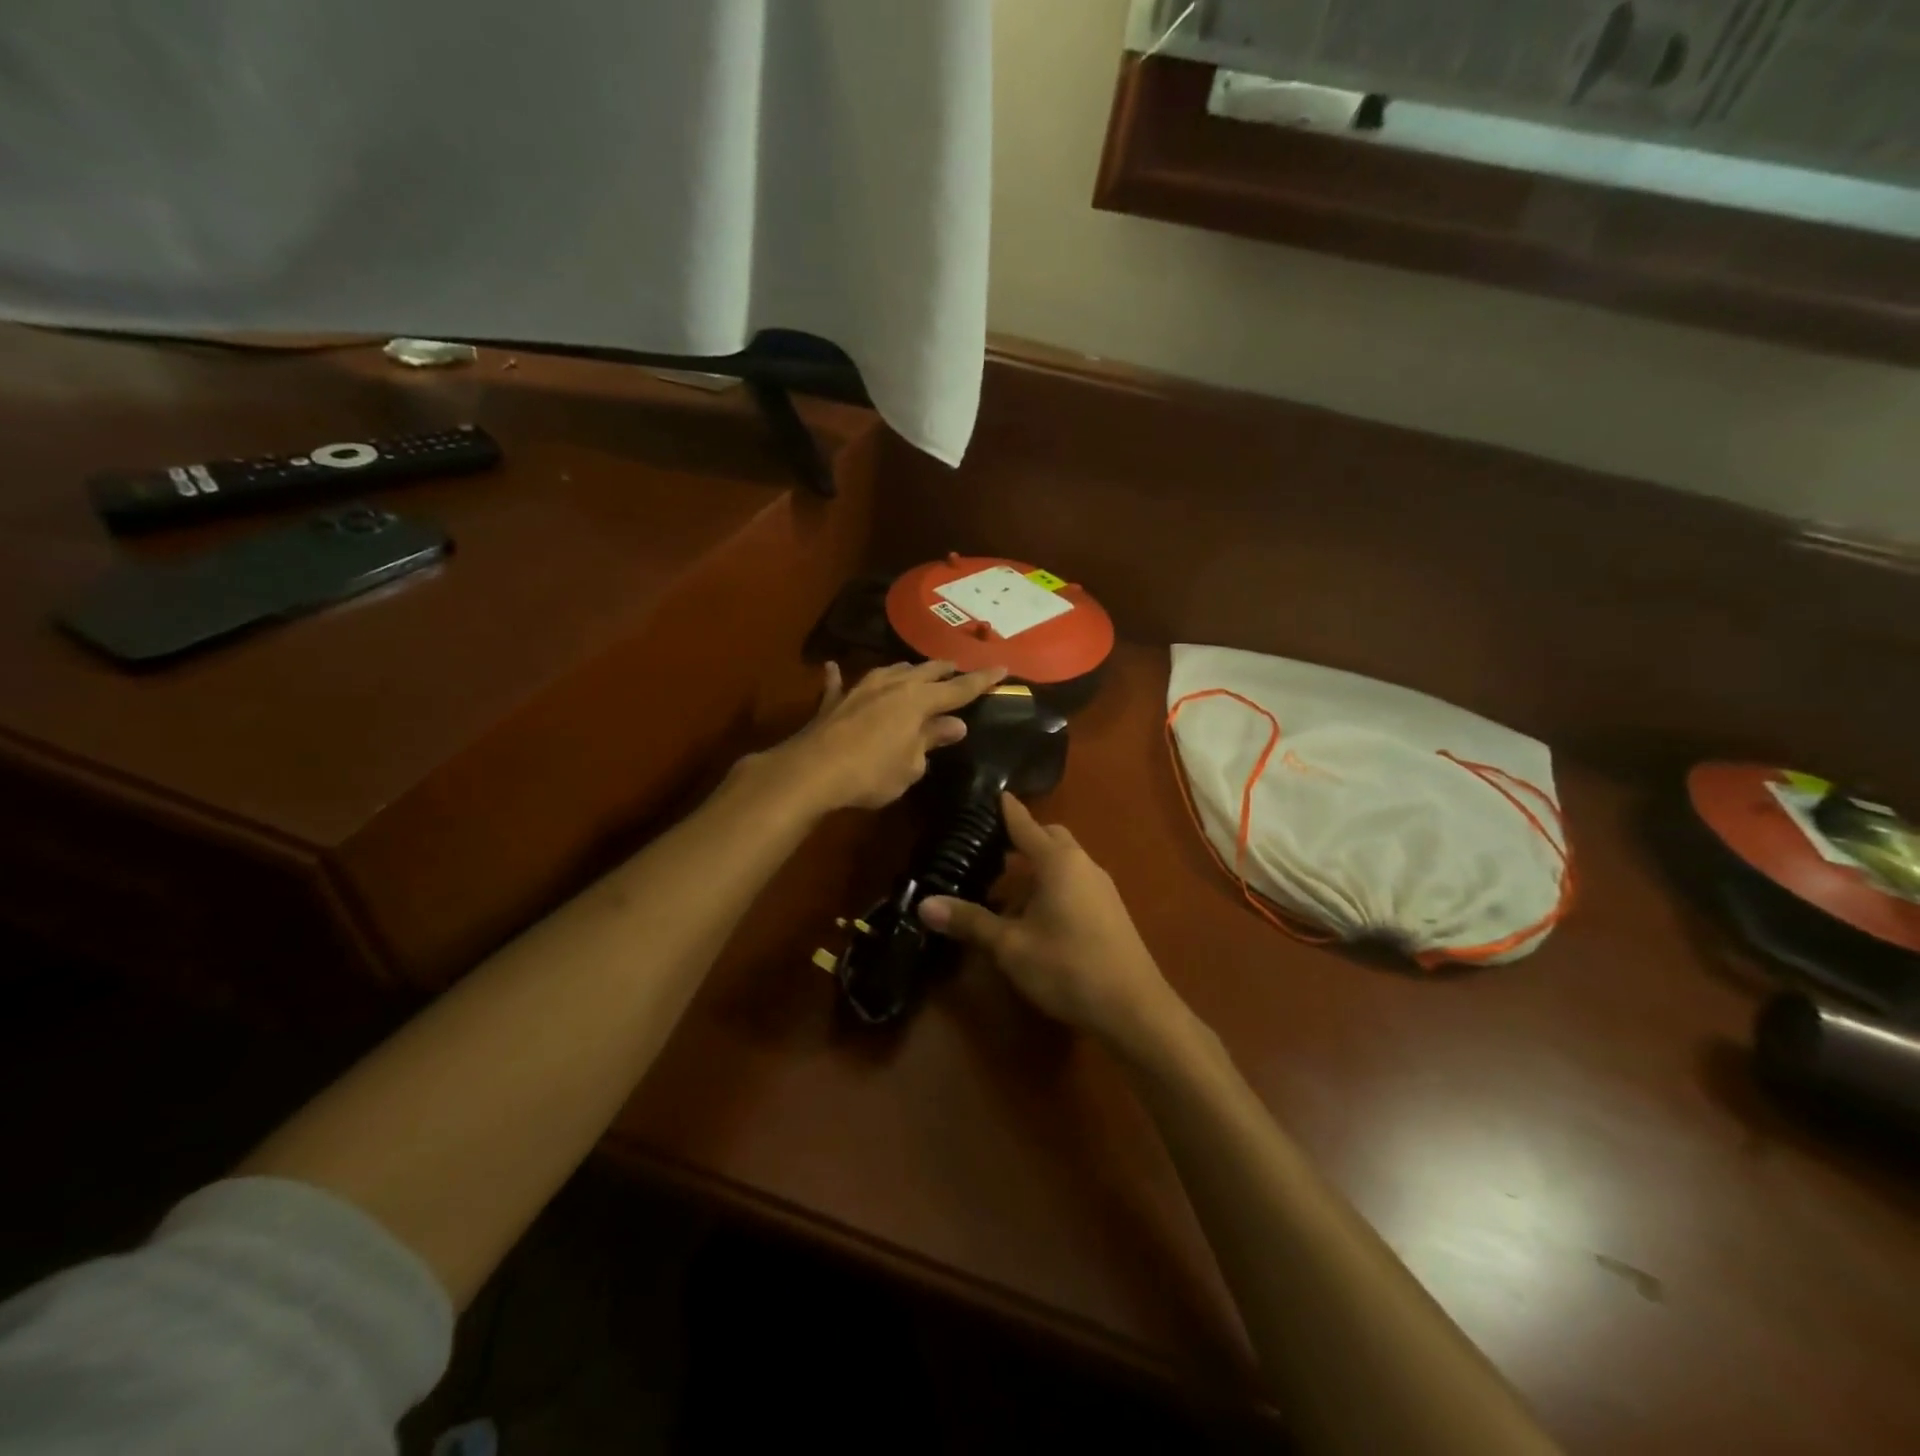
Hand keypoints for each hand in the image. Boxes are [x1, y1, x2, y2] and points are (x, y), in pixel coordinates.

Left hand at [776, 659, 1005, 812]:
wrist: (813, 771)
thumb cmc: (871, 773)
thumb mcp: (911, 765)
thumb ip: (931, 740)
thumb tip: (954, 725)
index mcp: (918, 700)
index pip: (959, 688)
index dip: (982, 680)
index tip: (1002, 668)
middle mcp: (892, 685)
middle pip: (926, 671)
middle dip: (945, 670)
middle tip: (958, 670)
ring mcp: (860, 688)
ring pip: (890, 670)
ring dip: (906, 671)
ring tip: (916, 672)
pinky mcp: (833, 701)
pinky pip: (839, 683)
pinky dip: (839, 677)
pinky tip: (834, 668)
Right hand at [918, 794, 1184, 1051]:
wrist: (1134, 1008)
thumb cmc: (1067, 967)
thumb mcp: (1010, 946)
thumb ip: (970, 921)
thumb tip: (924, 905)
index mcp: (1058, 862)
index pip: (1025, 824)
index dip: (1006, 809)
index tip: (991, 794)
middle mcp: (1083, 864)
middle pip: (1050, 838)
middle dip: (1023, 838)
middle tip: (990, 849)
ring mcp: (1101, 887)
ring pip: (1064, 862)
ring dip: (1037, 868)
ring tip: (1005, 890)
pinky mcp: (1110, 910)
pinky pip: (1075, 882)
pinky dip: (1052, 886)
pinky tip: (1035, 917)